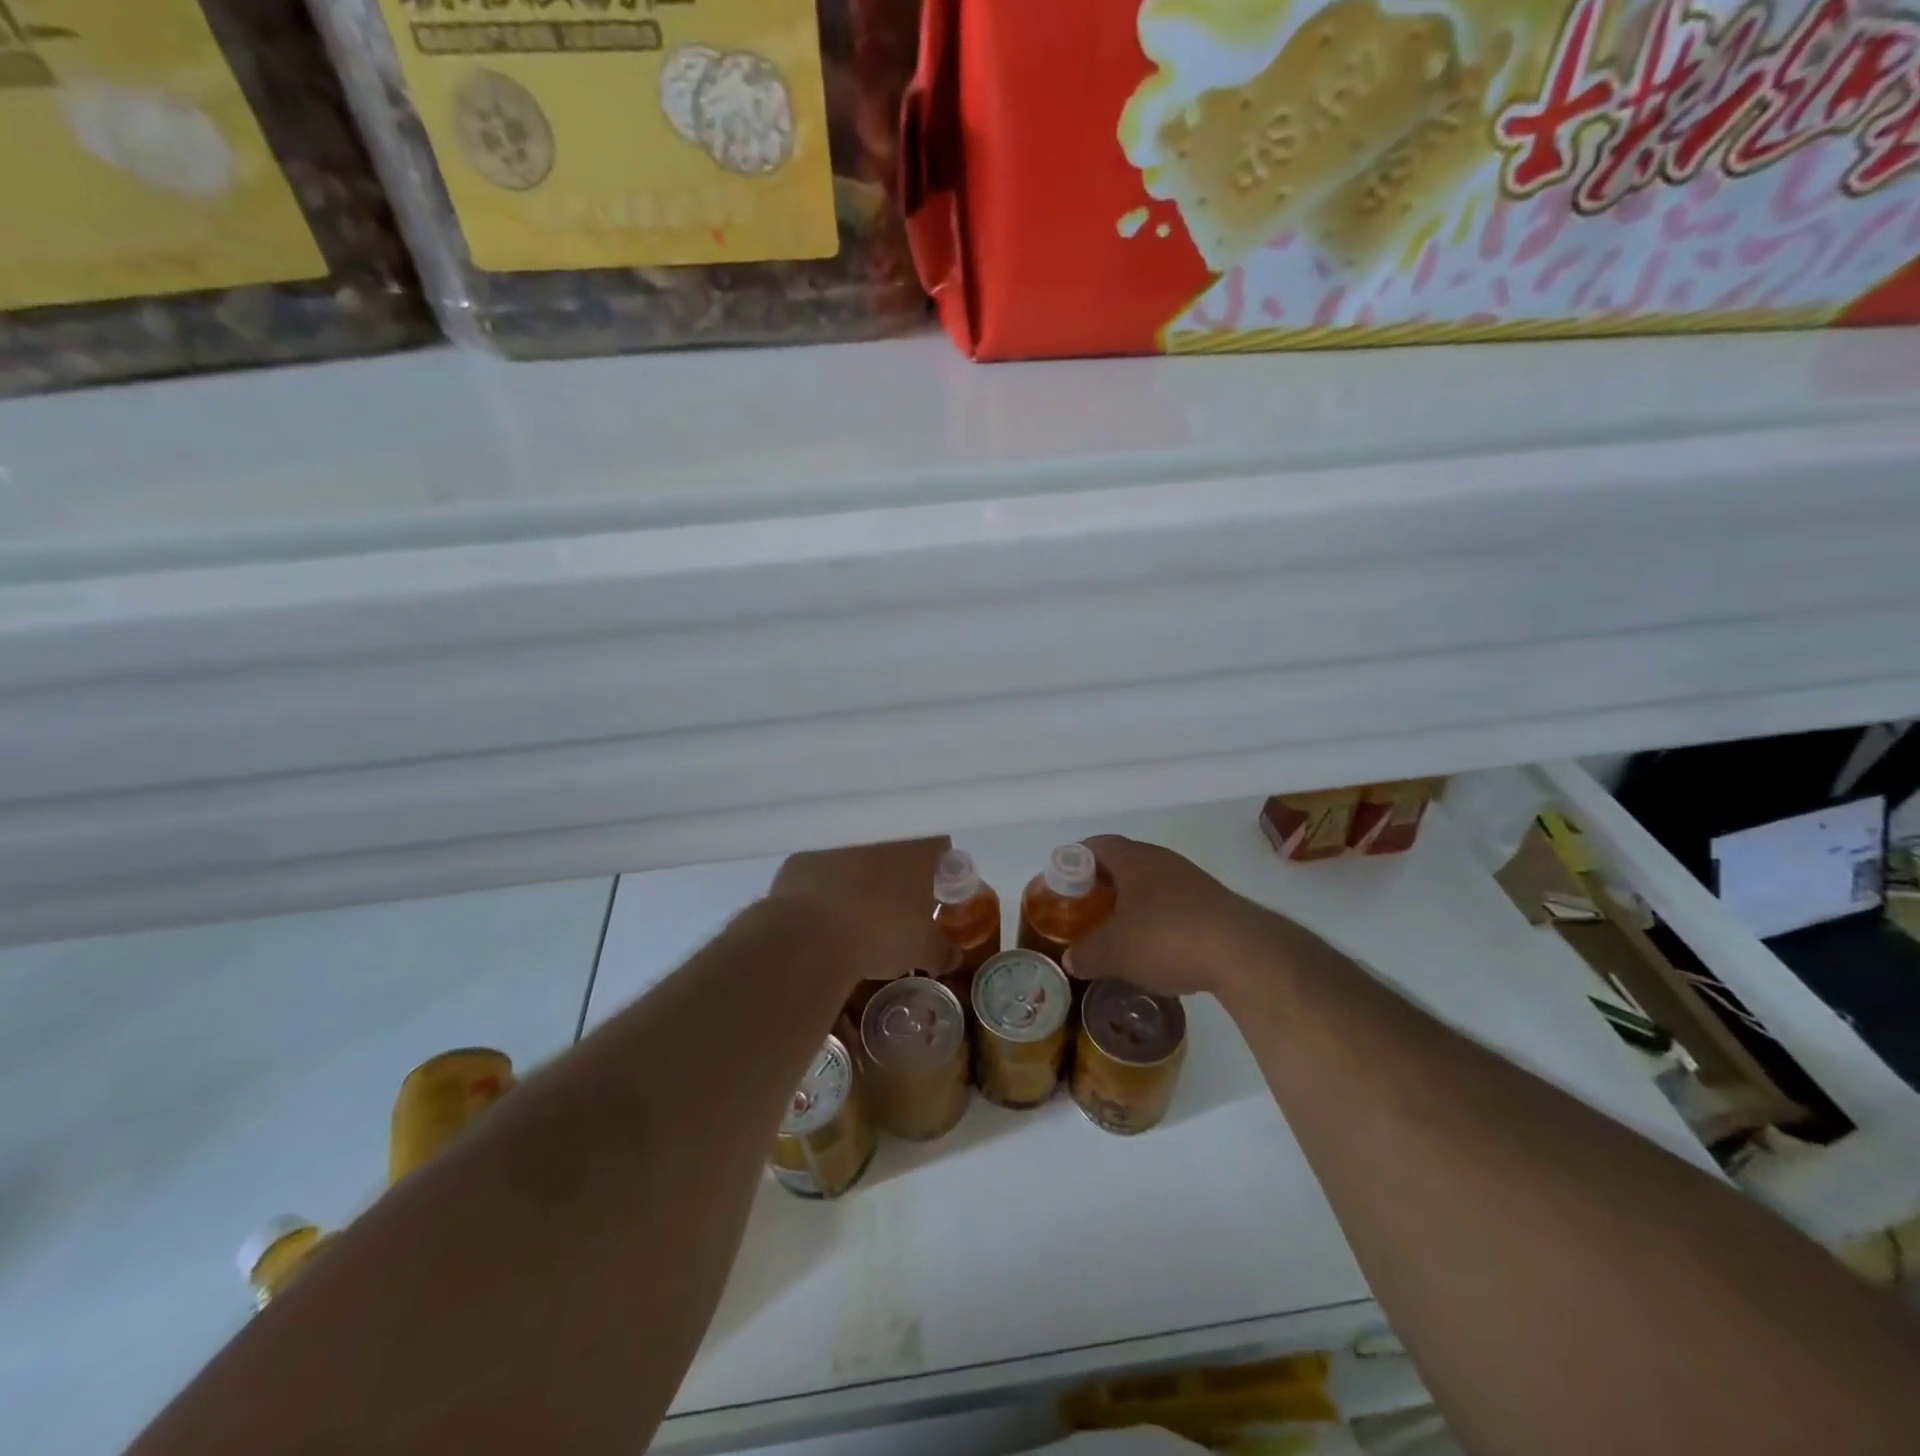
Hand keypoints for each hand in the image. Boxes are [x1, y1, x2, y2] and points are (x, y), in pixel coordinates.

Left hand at [767, 836, 958, 985]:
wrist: (810, 936)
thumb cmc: (881, 935)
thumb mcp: (923, 951)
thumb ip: (943, 951)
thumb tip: (952, 957)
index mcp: (917, 848)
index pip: (939, 845)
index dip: (939, 868)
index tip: (934, 892)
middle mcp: (880, 835)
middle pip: (898, 846)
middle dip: (899, 871)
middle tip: (897, 904)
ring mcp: (839, 842)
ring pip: (859, 855)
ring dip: (862, 875)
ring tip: (858, 911)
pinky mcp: (803, 856)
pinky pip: (824, 866)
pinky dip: (827, 883)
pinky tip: (824, 912)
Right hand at [1064, 835, 1280, 999]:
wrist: (1243, 953)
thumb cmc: (1166, 938)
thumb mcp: (1114, 952)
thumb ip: (1086, 954)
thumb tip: (1071, 960)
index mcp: (1133, 859)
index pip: (1096, 845)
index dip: (1074, 860)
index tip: (1062, 884)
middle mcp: (1162, 860)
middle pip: (1124, 863)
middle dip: (1102, 885)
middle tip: (1085, 910)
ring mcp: (1192, 880)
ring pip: (1151, 884)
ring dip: (1132, 902)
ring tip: (1117, 932)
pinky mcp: (1214, 904)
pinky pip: (1174, 904)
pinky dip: (1158, 919)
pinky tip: (1155, 948)